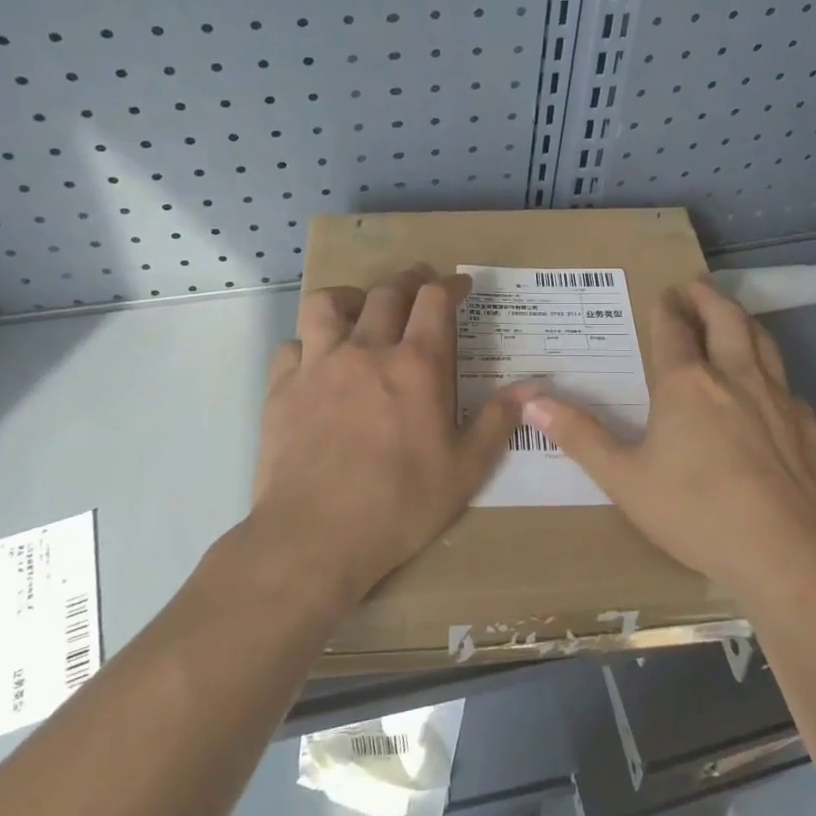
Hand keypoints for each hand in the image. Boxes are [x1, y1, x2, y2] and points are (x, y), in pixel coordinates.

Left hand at [249, 264, 530, 608]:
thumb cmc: (400, 504)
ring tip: (360, 308)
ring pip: (327, 304)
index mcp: (416, 365)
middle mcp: (366, 351)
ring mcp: (318, 365)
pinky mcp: (282, 388)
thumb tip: (534, 387)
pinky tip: (316, 362)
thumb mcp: (465, 469)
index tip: (460, 286)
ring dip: (349, 297)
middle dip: (408, 279)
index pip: (434, 301)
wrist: (315, 536)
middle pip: (385, 292)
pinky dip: (307, 344)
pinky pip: (292, 345)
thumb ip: (497, 420)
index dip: (450, 285)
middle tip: (419, 282)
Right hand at [523, 277, 815, 600]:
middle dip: (709, 298)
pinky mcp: (811, 429)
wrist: (787, 554)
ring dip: (746, 323)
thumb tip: (532, 401)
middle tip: (698, 285)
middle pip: (726, 320)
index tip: (665, 293)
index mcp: (687, 384)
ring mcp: (780, 401)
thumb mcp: (624, 480)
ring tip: (736, 317)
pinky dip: (775, 378)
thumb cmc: (695, 512)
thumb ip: (580, 437)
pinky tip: (774, 396)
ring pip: (764, 344)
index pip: (674, 331)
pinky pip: (790, 389)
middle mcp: (736, 378)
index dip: (667, 309)